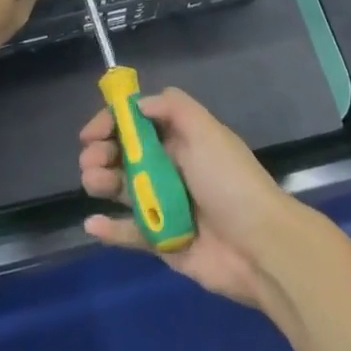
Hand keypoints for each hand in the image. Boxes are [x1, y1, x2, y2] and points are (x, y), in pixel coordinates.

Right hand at [78, 87, 302, 309]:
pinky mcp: (163, 242)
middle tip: (90, 160)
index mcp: (183, 140)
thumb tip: (138, 103)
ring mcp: (166, 206)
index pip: (139, 124)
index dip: (113, 123)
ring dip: (101, 182)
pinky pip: (131, 233)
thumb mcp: (206, 131)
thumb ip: (173, 107)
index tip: (92, 133)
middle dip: (102, 153)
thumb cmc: (229, 182)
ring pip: (123, 190)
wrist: (260, 246)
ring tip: (93, 183)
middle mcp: (172, 169)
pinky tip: (93, 224)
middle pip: (126, 155)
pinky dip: (110, 230)